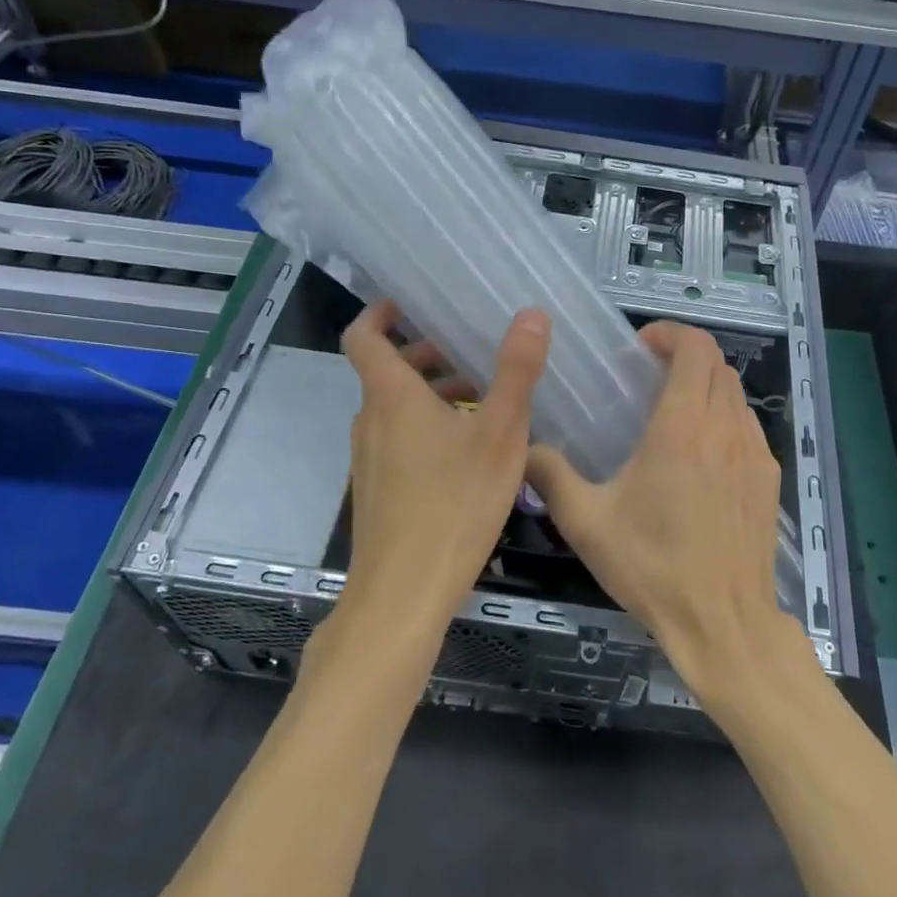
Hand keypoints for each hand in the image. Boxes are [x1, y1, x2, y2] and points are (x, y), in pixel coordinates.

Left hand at [337, 300, 549, 636]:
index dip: (380, 313)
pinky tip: (469, 453)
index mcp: (391, 397)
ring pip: (396, 409)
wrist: (404, 594)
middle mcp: (371, 422)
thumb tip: (532, 315)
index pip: (363, 337)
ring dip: (432, 394)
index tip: (408, 303)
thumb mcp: (499, 434)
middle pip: (387, 372)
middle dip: (426, 355)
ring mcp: (370, 460)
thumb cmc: (454, 504)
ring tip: (482, 401)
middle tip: (469, 352)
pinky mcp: (379, 491)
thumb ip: (516, 372)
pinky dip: (427, 427)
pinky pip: (399, 440)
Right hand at [525, 322, 809, 705]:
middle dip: (685, 356)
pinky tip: (701, 454)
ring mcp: (755, 453)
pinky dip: (725, 417)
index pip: (696, 348)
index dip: (671, 333)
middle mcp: (725, 428)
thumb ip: (550, 477)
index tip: (641, 346)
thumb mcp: (587, 523)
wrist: (724, 623)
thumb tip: (523, 449)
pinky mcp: (768, 478)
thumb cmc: (653, 567)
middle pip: (717, 365)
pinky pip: (748, 426)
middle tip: (648, 376)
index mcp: (682, 427)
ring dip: (706, 386)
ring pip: (736, 394)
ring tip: (672, 411)